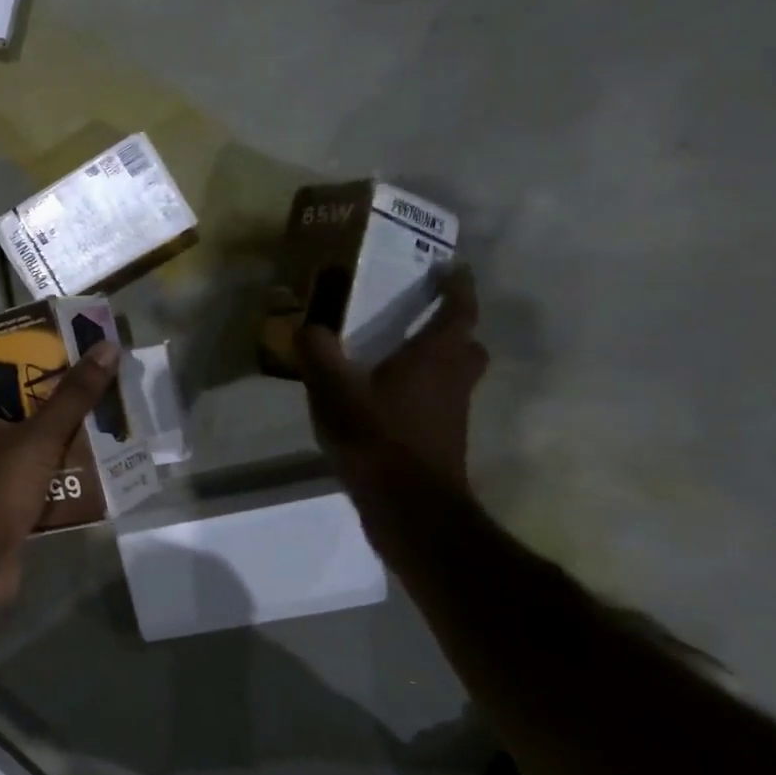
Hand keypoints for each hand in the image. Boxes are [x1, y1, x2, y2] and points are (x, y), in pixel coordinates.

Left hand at [0, 341, 120, 610]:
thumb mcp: (40, 435)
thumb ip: (74, 395)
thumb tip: (106, 347)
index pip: (11, 375)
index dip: (46, 366)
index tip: (85, 361)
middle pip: (29, 412)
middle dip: (67, 409)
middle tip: (107, 396)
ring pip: (38, 448)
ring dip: (70, 445)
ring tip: (112, 431)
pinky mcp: (6, 504)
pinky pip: (41, 482)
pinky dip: (65, 478)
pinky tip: (100, 474)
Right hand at [296, 267, 487, 486]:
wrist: (409, 506)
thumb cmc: (376, 437)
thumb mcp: (333, 389)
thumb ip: (318, 352)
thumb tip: (308, 324)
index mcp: (434, 357)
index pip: (458, 311)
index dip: (458, 287)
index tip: (453, 268)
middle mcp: (452, 380)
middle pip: (467, 346)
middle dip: (453, 328)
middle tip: (423, 317)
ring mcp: (452, 413)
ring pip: (456, 376)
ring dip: (438, 362)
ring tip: (398, 358)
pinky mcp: (443, 440)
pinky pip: (439, 402)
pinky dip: (421, 393)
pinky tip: (385, 401)